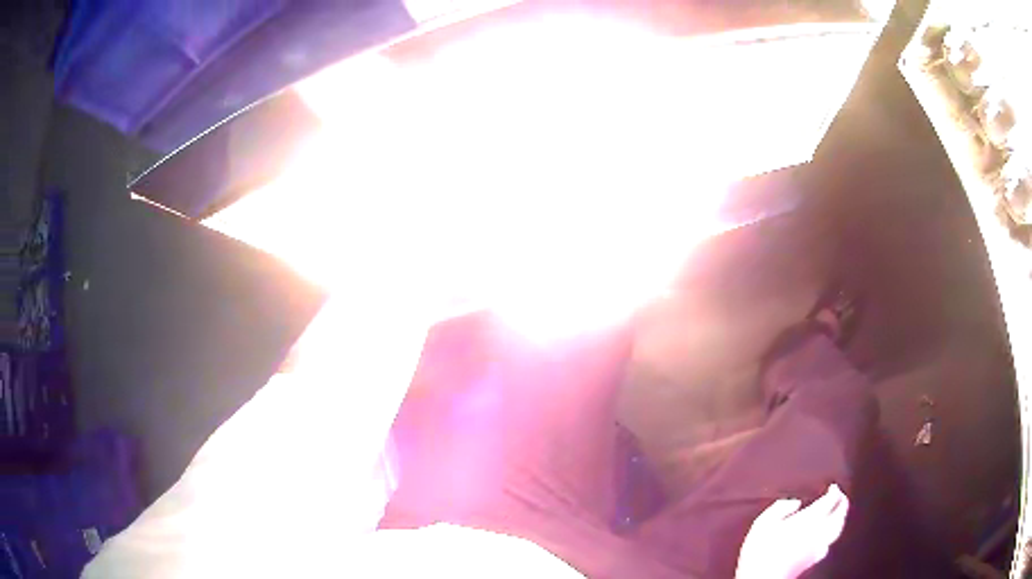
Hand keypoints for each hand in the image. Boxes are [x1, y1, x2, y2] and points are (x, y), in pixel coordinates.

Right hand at [735, 484, 849, 578]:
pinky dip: (832, 535)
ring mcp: (818, 547)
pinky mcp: (813, 559)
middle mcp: (819, 531)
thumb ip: (780, 508)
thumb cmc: (761, 551)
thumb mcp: (762, 524)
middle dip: (842, 504)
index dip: (834, 491)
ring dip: (841, 518)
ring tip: (839, 513)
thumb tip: (795, 502)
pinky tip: (827, 537)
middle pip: (839, 514)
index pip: (830, 501)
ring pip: (837, 529)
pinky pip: (829, 543)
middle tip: (841, 496)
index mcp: (809, 519)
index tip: (833, 487)